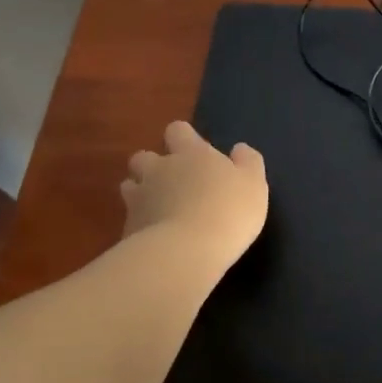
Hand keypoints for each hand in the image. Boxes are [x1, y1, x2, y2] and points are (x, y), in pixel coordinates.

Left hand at [120, 121, 267, 268]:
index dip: (184, 138)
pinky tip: (155, 236)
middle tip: (174, 183)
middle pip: (144, 156)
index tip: (196, 152)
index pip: (178, 130)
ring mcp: (139, 197)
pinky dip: (140, 222)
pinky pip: (130, 217)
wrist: (186, 252)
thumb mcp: (254, 184)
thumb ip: (247, 162)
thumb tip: (239, 149)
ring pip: (130, 185)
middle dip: (154, 165)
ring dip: (142, 192)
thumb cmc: (228, 211)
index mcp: (191, 153)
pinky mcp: (128, 226)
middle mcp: (159, 169)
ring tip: (160, 208)